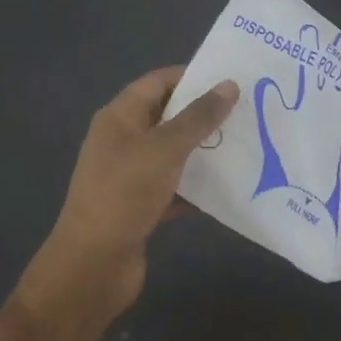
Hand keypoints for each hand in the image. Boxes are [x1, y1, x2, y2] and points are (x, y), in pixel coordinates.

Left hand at [44, 66, 239, 311]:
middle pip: (167, 116)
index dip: (192, 76)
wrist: (93, 265)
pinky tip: (229, 187)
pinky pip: (175, 187)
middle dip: (204, 114)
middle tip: (248, 111)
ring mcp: (130, 175)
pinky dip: (197, 186)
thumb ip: (198, 117)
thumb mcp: (165, 149)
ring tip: (247, 144)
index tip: (231, 79)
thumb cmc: (125, 194)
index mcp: (119, 118)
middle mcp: (122, 141)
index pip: (158, 82)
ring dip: (204, 150)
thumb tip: (229, 84)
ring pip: (173, 153)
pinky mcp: (140, 206)